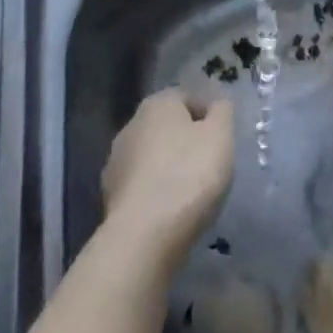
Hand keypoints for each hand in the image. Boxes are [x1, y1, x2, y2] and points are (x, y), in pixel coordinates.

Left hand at [101, 87, 234, 263]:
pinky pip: (141, 184)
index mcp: (158, 104)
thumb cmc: (189, 175)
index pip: (186, 97)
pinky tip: (170, 210)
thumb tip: (217, 103)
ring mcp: (116, 160)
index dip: (207, 114)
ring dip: (168, 166)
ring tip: (191, 191)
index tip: (222, 139)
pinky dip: (155, 191)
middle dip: (186, 140)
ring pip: (151, 155)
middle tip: (210, 164)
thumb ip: (222, 112)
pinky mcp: (111, 194)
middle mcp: (131, 125)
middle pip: (166, 126)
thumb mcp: (220, 137)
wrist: (144, 235)